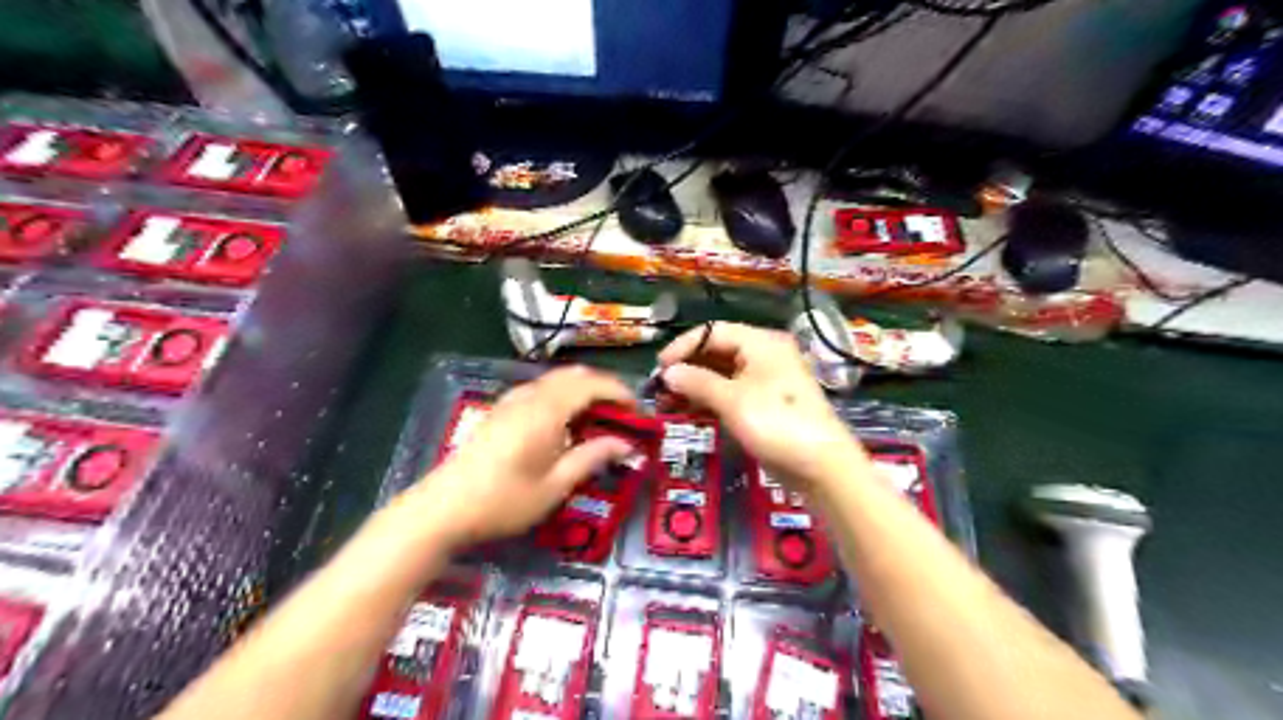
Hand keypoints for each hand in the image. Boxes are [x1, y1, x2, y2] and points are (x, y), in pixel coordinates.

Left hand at [407, 365, 632, 545]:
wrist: (443, 508)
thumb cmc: (504, 501)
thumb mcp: (555, 486)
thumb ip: (592, 458)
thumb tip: (626, 444)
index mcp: (547, 411)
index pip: (592, 385)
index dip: (620, 393)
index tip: (639, 412)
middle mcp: (530, 396)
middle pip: (574, 375)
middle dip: (603, 388)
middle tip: (622, 415)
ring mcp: (511, 401)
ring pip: (556, 379)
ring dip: (582, 390)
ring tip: (598, 419)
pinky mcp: (500, 410)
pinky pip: (540, 389)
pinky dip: (562, 395)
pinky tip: (563, 423)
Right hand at [663, 324, 860, 487]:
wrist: (821, 464)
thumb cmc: (776, 423)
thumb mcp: (732, 400)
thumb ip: (697, 382)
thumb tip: (667, 373)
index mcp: (761, 343)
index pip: (713, 331)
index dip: (683, 346)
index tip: (659, 367)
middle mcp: (764, 355)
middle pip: (717, 351)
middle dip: (687, 368)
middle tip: (659, 388)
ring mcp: (766, 381)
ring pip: (722, 374)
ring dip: (695, 386)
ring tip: (667, 403)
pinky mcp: (766, 404)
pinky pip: (731, 393)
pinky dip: (710, 399)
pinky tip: (689, 412)